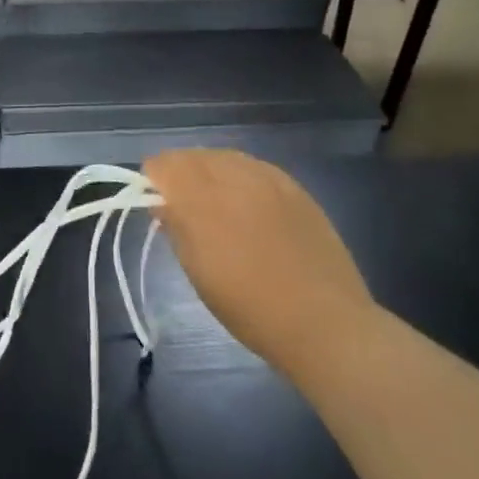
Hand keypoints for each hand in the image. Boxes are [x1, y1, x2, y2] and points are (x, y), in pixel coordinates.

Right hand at [143, 150, 373, 381]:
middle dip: (180, 173)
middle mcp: (234, 177)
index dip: (153, 179)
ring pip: (224, 156)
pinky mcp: (294, 186)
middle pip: (193, 155)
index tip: (155, 202)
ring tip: (214, 202)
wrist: (324, 322)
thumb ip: (176, 228)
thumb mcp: (198, 273)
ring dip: (209, 171)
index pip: (164, 165)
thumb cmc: (250, 308)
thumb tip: (162, 204)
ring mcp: (268, 178)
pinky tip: (246, 202)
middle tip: (181, 205)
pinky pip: (254, 166)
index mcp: (203, 200)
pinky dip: (239, 176)